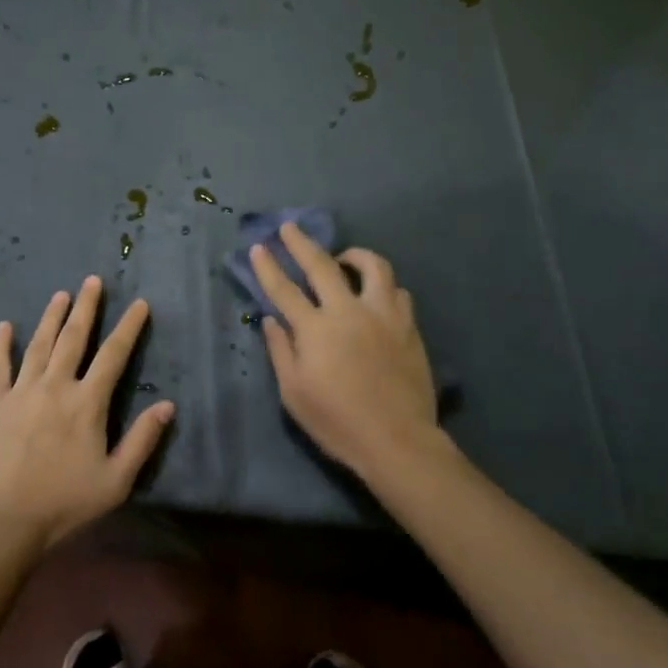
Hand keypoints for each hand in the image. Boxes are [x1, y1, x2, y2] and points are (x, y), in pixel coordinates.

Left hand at [0, 276, 174, 550]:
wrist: (6, 520)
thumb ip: (142, 440)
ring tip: (60, 294)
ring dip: (51, 317)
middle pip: (74, 337)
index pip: (114, 355)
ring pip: (40, 344)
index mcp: (87, 403)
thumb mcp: (116, 480)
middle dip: (86, 307)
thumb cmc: (66, 502)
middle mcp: (56, 386)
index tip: (139, 304)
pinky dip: (2, 344)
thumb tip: (167, 405)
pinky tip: (5, 325)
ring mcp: (21, 391)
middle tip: (92, 281)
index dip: (128, 327)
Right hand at [251, 224, 451, 482]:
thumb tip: (271, 320)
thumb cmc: (337, 422)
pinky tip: (375, 295)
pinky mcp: (408, 327)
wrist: (397, 441)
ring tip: (344, 258)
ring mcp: (384, 316)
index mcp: (316, 329)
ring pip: (373, 267)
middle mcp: (349, 312)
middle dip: (302, 243)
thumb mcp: (294, 393)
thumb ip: (281, 351)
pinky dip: (382, 286)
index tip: (259, 247)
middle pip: (322, 265)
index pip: (284, 289)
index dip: (268, 266)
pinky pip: (397, 292)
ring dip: (354, 255)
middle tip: (290, 227)